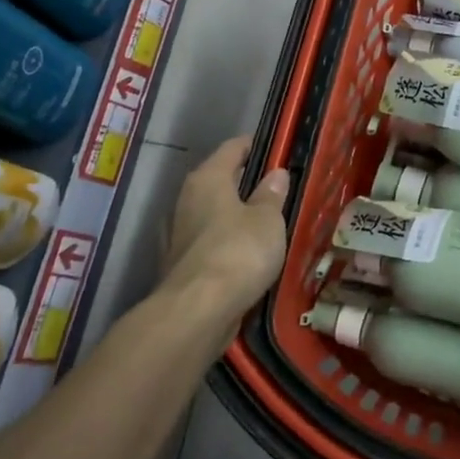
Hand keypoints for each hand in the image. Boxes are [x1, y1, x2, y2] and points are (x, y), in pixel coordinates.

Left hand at [164, 137, 288, 317]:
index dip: (256, 146)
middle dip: (247, 184)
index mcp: (208, 178)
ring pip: (214, 215)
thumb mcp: (268, 220)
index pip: (233, 148)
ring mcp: (179, 235)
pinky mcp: (180, 266)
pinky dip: (228, 244)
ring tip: (268, 224)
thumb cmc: (238, 252)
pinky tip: (249, 256)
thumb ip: (272, 195)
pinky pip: (210, 244)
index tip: (278, 150)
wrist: (197, 312)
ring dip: (237, 217)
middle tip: (279, 189)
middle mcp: (187, 200)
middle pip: (220, 181)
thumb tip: (276, 174)